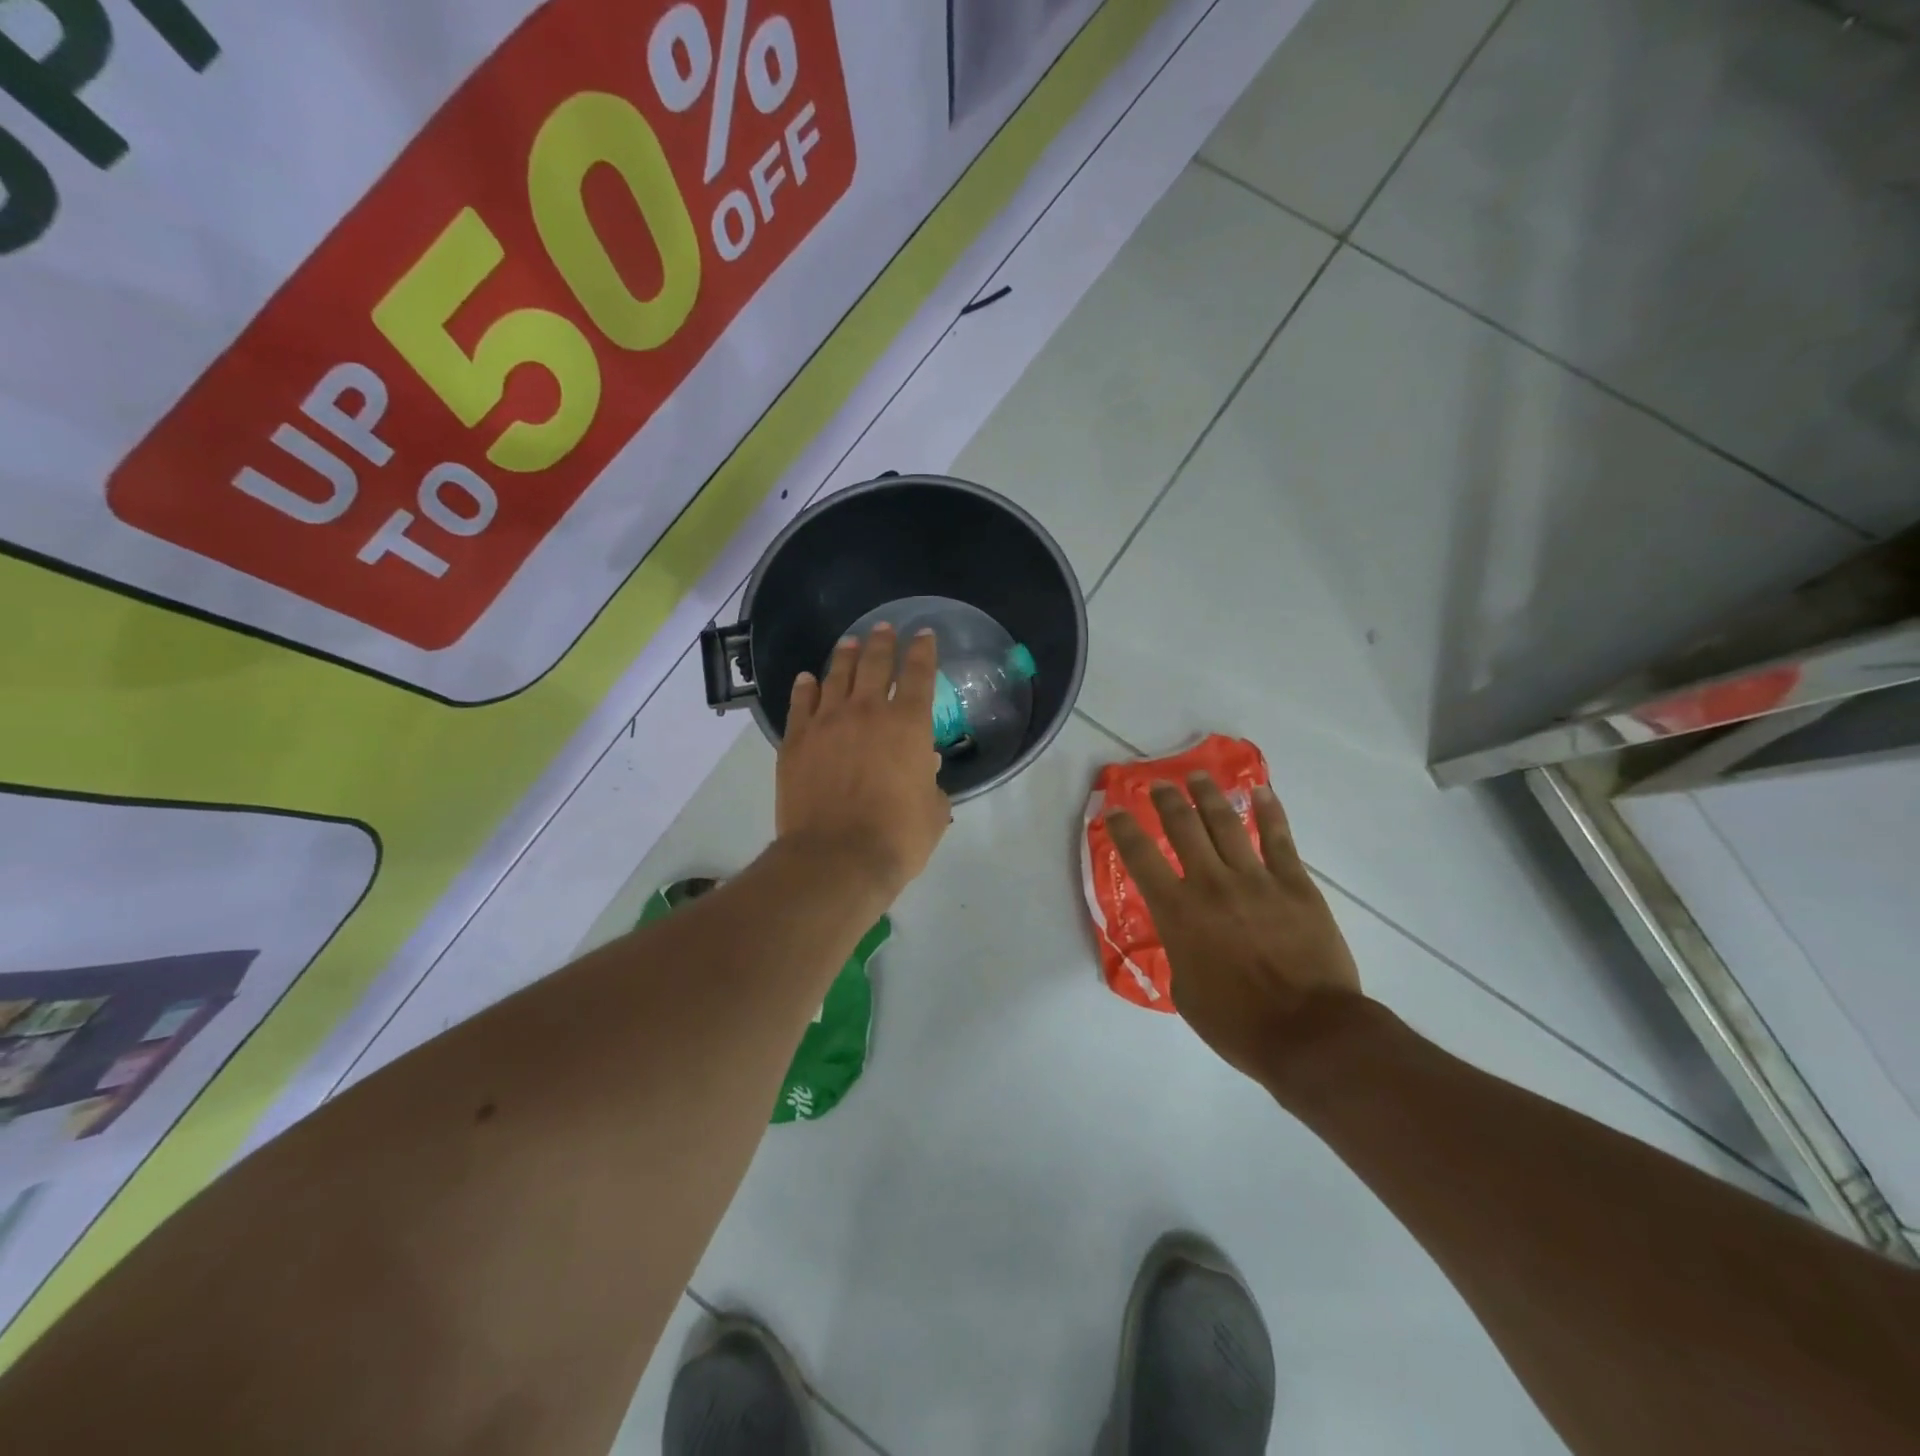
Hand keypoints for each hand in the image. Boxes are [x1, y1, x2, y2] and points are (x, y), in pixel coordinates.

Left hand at [776, 624, 950, 898]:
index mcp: (909, 725)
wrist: (836, 858)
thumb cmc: (897, 837)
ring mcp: (827, 723)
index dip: (923, 650)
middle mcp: (868, 712)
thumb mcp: (933, 811)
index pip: (919, 673)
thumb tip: (924, 765)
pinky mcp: (796, 741)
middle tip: (883, 628)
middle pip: (875, 663)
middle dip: (882, 642)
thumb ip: (932, 782)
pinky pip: (801, 703)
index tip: (923, 635)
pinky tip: (807, 679)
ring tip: (850, 643)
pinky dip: (806, 687)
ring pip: (836, 675)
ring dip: (846, 656)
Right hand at [1106, 773, 1362, 1081]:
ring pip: (1227, 823)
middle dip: (1167, 800)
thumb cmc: (1237, 1023)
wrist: (1309, 1033)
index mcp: (1178, 911)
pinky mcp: (1295, 884)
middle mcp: (1211, 884)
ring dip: (1209, 795)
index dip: (1123, 829)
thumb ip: (1179, 951)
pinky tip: (1261, 792)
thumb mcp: (1184, 991)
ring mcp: (1256, 879)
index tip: (1114, 811)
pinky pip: (1279, 839)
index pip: (1140, 858)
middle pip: (1183, 827)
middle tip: (1159, 784)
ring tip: (1199, 776)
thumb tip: (1185, 935)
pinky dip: (1269, 812)